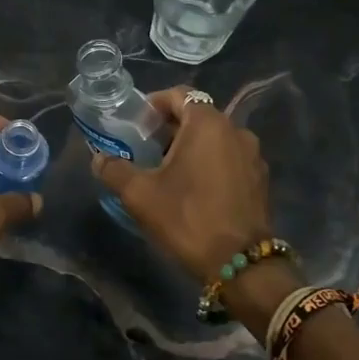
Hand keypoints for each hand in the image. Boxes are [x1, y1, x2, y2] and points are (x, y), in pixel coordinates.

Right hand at [90, 88, 273, 283]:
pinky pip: (229, 158)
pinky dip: (210, 163)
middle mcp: (235, 130)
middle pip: (197, 115)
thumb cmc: (187, 218)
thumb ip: (114, 170)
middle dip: (169, 128)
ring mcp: (252, 155)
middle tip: (145, 149)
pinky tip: (194, 189)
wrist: (241, 264)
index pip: (179, 95)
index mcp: (208, 123)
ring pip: (214, 139)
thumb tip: (98, 159)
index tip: (135, 126)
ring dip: (190, 147)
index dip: (153, 105)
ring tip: (167, 171)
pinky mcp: (260, 179)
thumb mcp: (140, 194)